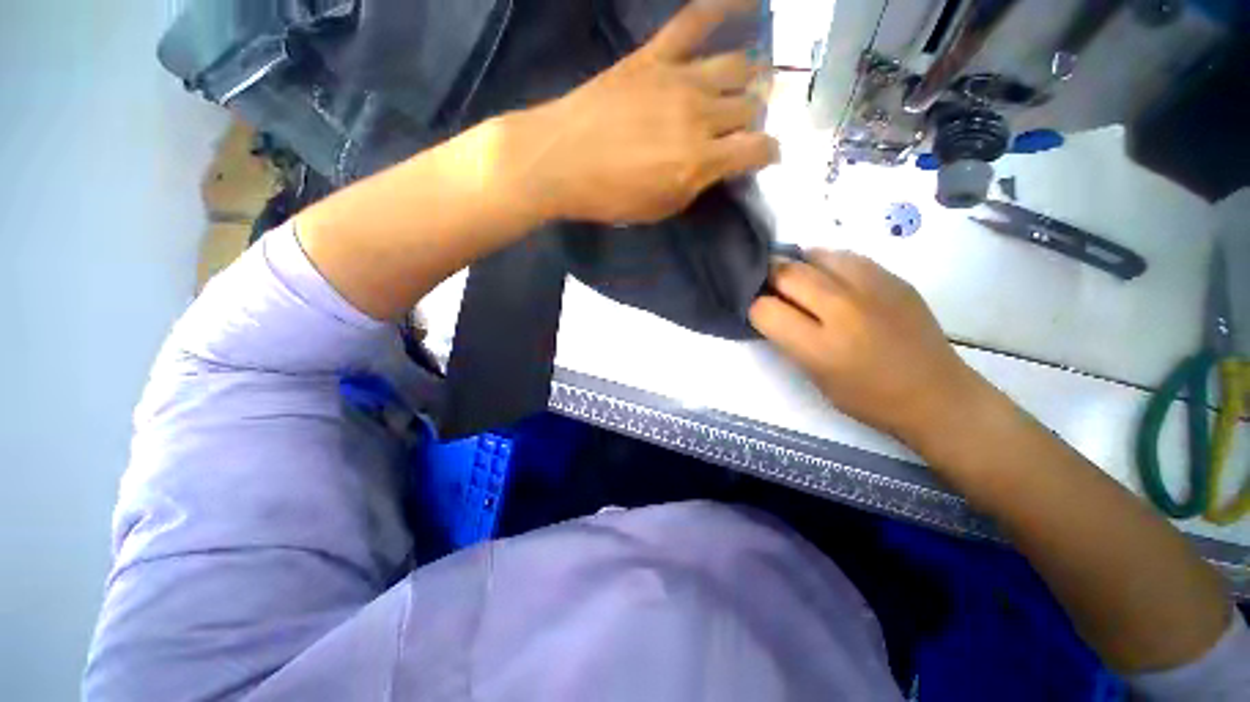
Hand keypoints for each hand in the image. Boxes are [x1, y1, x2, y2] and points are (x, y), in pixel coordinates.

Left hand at [510, 0, 778, 223]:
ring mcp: (679, 80)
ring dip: (749, 78)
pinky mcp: (654, 58)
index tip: (765, 157)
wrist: (560, 161)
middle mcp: (700, 116)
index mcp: (700, 161)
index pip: (757, 149)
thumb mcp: (660, 208)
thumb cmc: (610, 197)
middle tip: (744, 127)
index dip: (768, 153)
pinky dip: (722, 7)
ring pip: (737, 67)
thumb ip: (696, 185)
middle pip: (749, 106)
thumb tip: (717, 166)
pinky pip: (694, 21)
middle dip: (754, 119)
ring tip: (749, 84)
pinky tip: (745, 2)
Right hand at [749, 250, 989, 446]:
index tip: (758, 312)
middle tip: (768, 287)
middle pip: (787, 273)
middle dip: (768, 278)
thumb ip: (789, 340)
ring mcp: (872, 288)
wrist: (936, 395)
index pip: (764, 310)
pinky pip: (847, 257)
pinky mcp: (894, 278)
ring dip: (798, 265)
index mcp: (820, 347)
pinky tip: (830, 278)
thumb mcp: (815, 377)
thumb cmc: (867, 398)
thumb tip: (771, 310)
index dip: (754, 309)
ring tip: (799, 279)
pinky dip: (828, 263)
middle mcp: (843, 310)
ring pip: (816, 255)